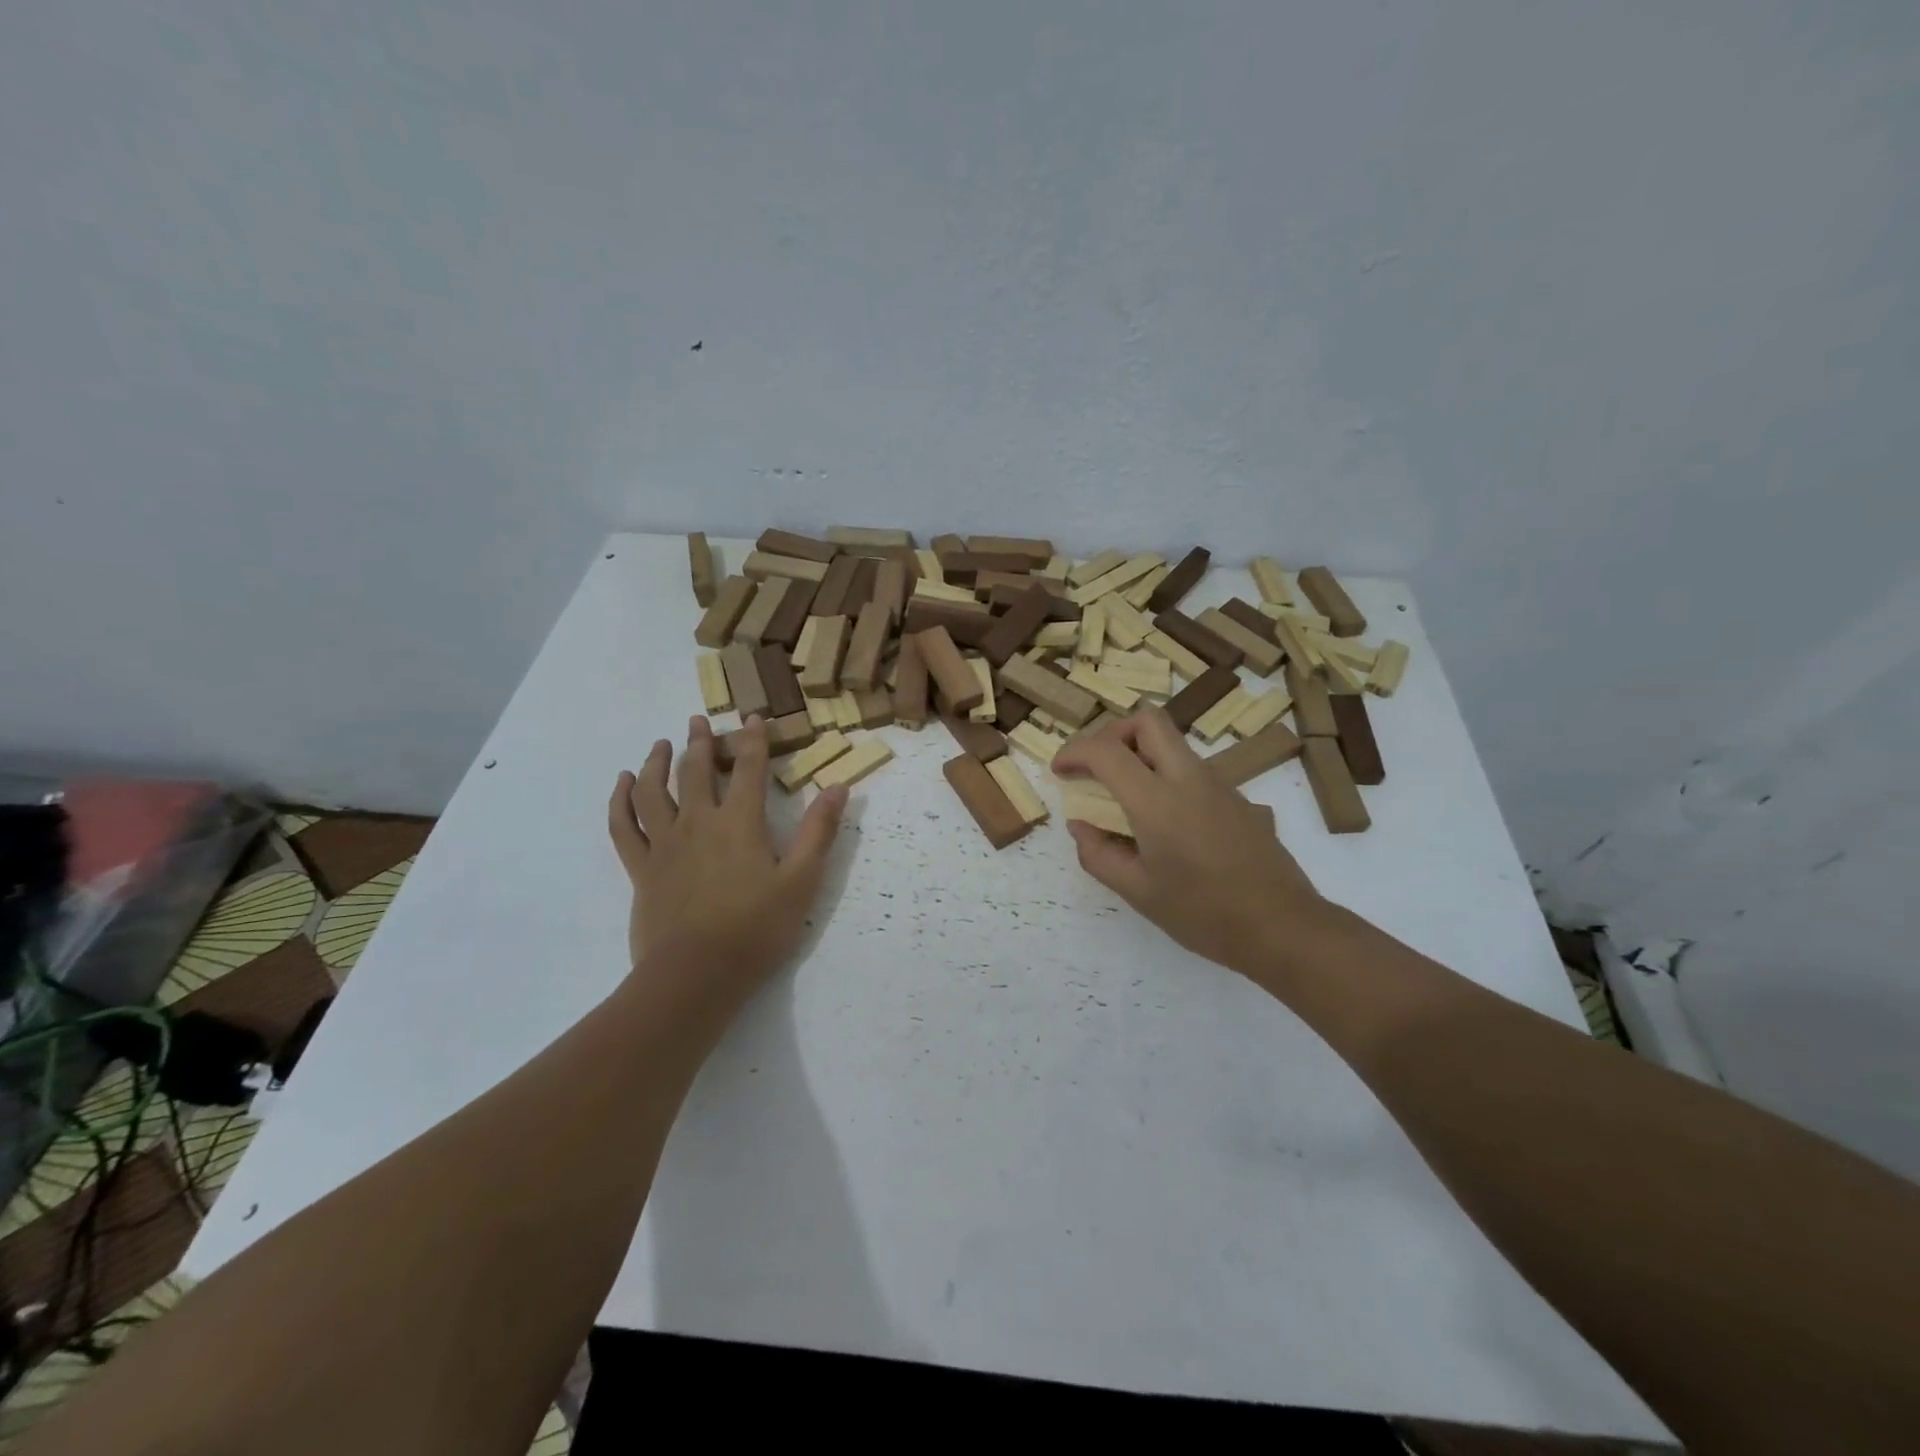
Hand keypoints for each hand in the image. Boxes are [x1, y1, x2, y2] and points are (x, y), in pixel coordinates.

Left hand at [607, 715, 846, 1001]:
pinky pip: (624, 826)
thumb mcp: (801, 881)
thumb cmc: (756, 928)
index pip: (748, 768)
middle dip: (700, 742)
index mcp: (740, 823)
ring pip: (654, 791)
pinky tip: (623, 785)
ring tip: (660, 745)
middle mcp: (698, 823)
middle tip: (697, 720)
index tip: (753, 717)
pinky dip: (620, 801)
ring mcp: (665, 845)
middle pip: (696, 771)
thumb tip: (838, 787)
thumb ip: (819, 831)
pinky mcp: (641, 869)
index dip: (753, 740)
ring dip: (657, 763)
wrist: (696, 975)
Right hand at [1052, 707, 1328, 978]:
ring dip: (1142, 755)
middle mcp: (1190, 779)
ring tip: (1125, 800)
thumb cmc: (1204, 914)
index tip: (1060, 772)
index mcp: (1158, 801)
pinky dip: (1168, 778)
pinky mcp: (1240, 799)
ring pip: (1174, 744)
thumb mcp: (1138, 892)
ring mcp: (1221, 786)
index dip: (1074, 752)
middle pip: (1148, 721)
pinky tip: (1168, 825)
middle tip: (1097, 767)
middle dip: (1113, 734)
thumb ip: (1099, 854)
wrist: (1284, 928)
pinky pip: (1194, 772)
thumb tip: (1079, 825)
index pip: (1106, 751)